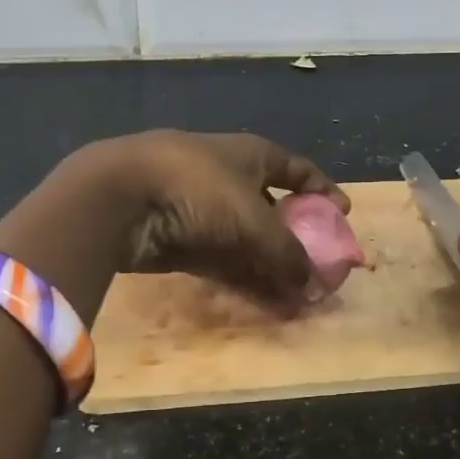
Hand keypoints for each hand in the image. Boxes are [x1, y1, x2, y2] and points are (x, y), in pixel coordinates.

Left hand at [108, 130, 346, 306]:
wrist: (117, 195)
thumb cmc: (197, 188)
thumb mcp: (253, 220)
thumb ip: (288, 253)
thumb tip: (312, 285)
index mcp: (250, 155)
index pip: (296, 169)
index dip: (321, 190)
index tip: (342, 215)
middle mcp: (228, 178)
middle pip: (273, 210)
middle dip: (297, 241)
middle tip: (319, 269)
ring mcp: (201, 209)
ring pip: (248, 242)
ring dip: (273, 268)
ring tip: (299, 299)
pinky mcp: (179, 240)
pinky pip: (223, 261)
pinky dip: (245, 279)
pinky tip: (267, 303)